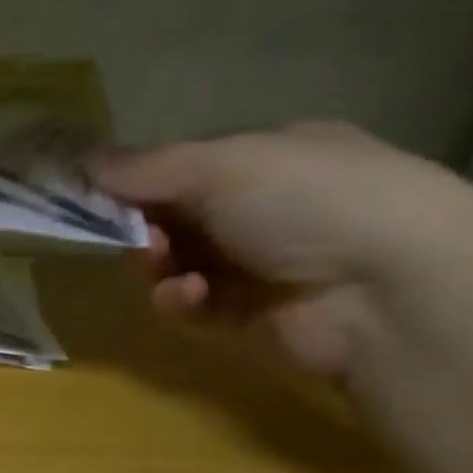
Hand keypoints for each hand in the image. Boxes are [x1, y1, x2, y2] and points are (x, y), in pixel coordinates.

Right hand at [90, 122, 472, 377]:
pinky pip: (191, 305)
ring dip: (157, 264)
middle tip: (133, 235)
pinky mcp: (246, 317)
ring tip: (163, 266)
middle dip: (142, 226)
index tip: (94, 194)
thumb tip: (81, 162)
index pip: (182, 166)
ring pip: (174, 263)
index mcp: (269, 156)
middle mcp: (263, 207)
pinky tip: (192, 296)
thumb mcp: (223, 165)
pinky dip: (181, 300)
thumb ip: (145, 168)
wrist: (392, 291)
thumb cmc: (309, 201)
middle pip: (171, 217)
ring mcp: (257, 264)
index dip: (136, 180)